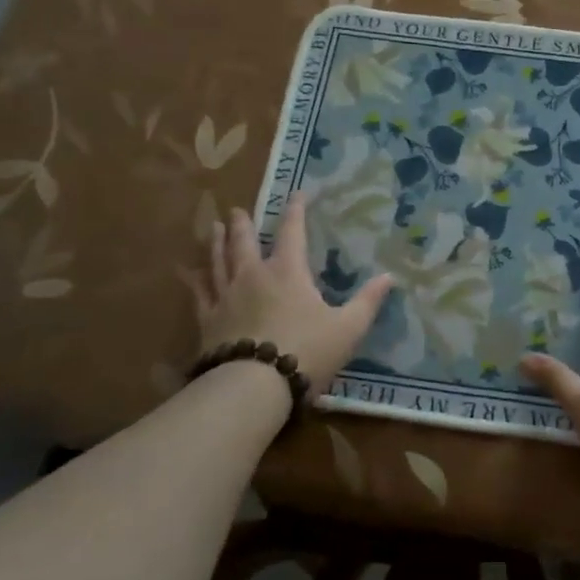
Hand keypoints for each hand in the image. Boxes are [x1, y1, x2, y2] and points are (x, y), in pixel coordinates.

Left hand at [195, 193, 395, 396]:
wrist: (253, 386)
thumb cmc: (307, 351)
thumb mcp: (348, 328)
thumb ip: (368, 301)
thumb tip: (390, 276)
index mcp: (287, 272)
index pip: (292, 231)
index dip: (295, 211)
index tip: (296, 193)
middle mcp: (253, 275)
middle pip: (244, 242)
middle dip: (244, 223)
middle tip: (237, 210)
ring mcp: (225, 297)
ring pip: (218, 261)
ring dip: (217, 242)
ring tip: (215, 227)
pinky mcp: (207, 321)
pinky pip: (199, 293)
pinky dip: (195, 279)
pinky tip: (190, 273)